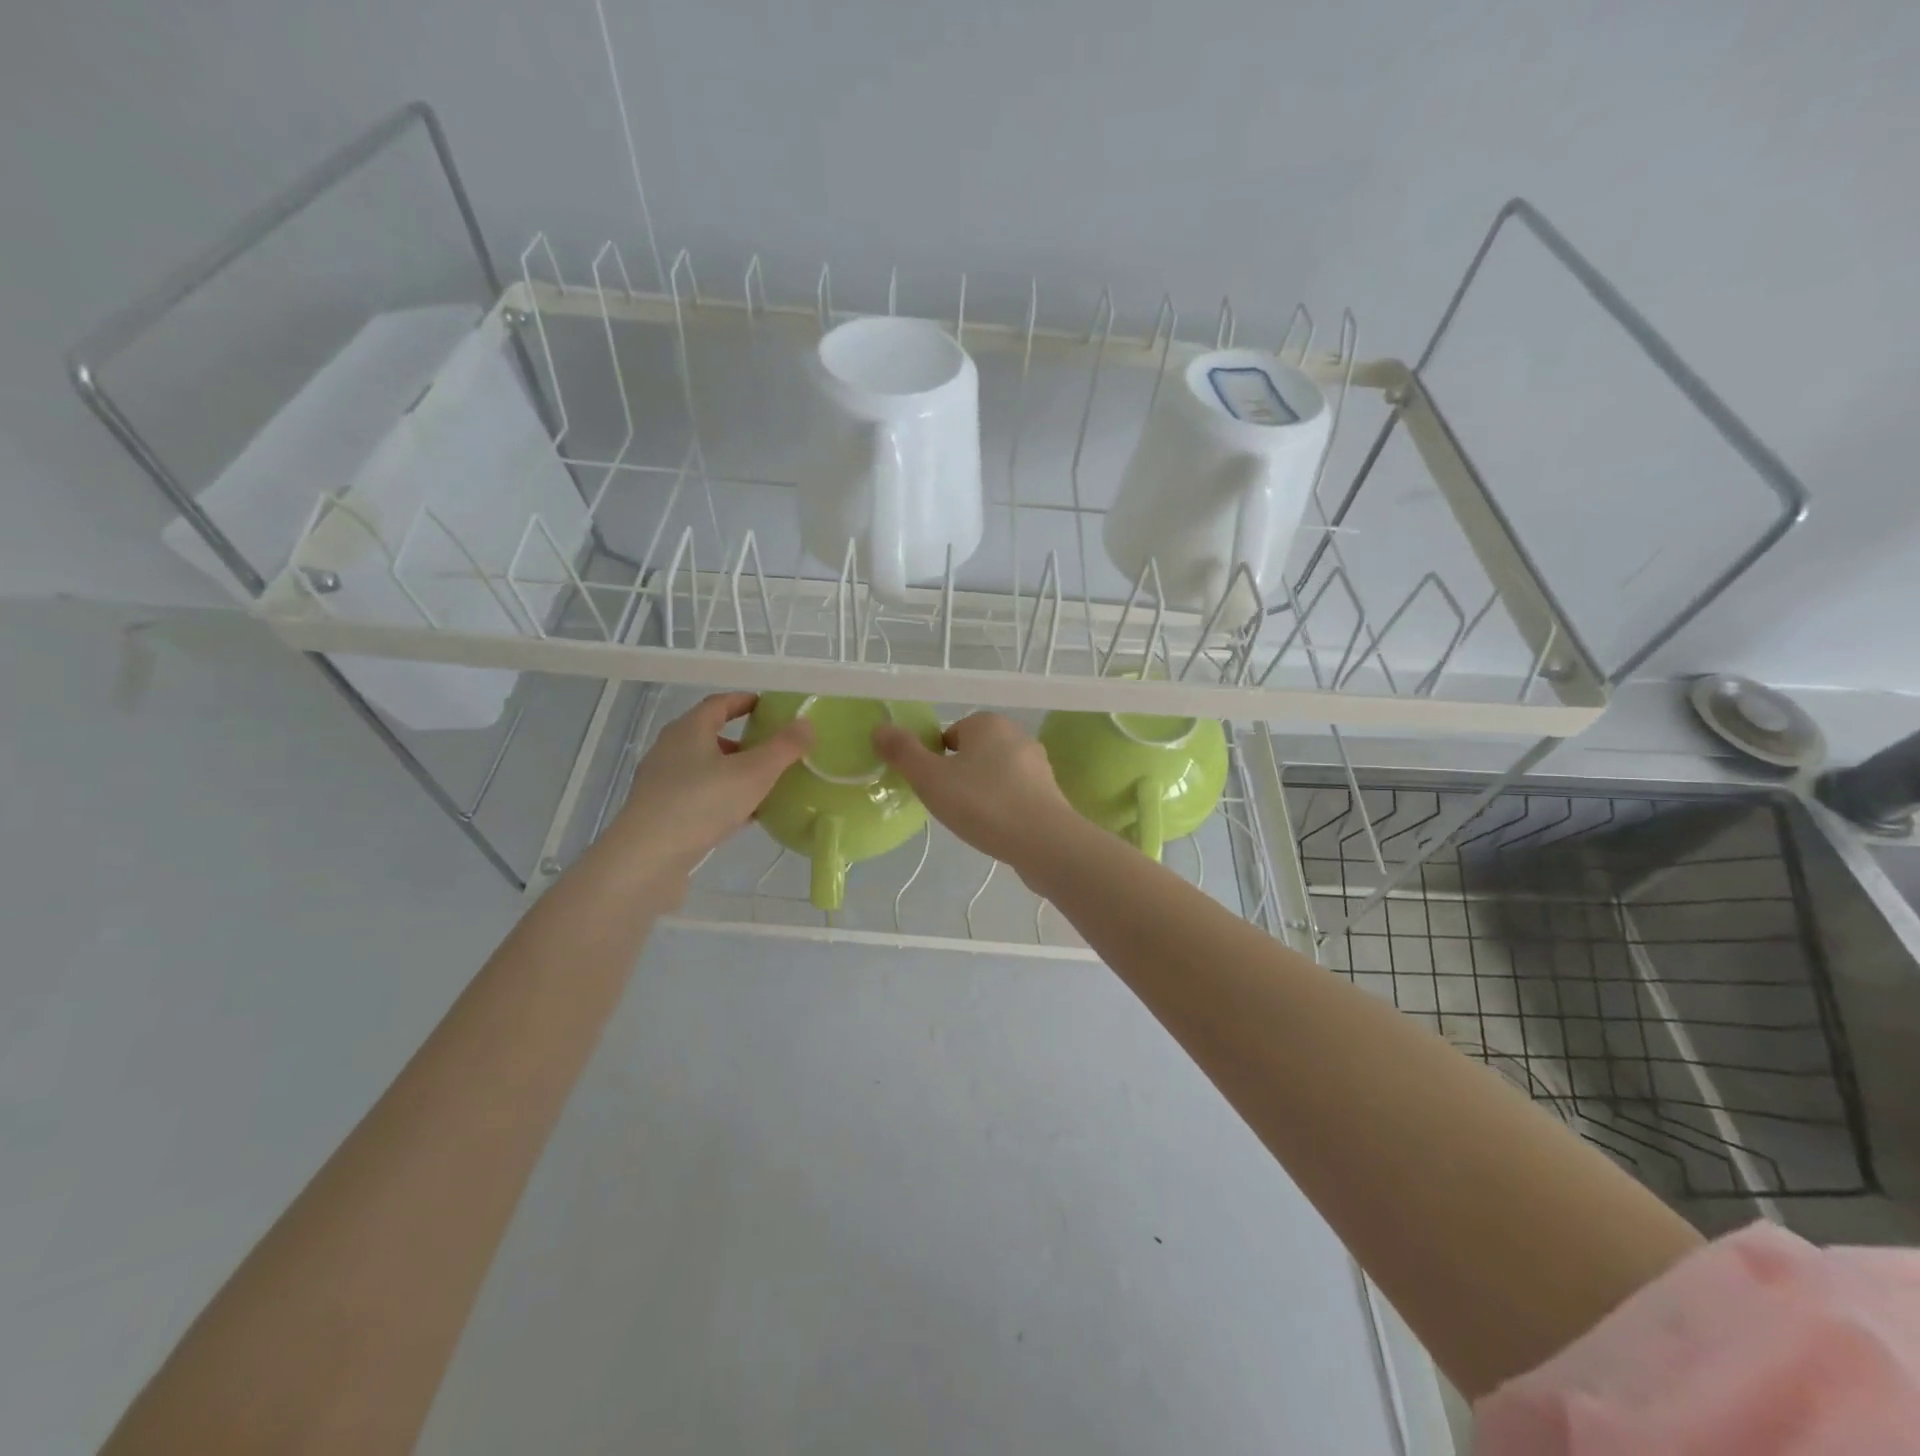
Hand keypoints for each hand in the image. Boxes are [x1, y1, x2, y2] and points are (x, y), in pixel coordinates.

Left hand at [603, 693, 811, 890]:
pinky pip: (698, 796)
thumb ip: (783, 747)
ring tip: (761, 785)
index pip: (718, 704)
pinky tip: (742, 816)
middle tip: (770, 749)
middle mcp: (670, 750)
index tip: (766, 706)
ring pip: (703, 768)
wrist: (647, 859)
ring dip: (731, 772)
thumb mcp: (754, 773)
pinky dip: (721, 797)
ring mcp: (661, 783)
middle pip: (708, 736)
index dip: (743, 701)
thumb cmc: (702, 804)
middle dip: (740, 741)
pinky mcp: (659, 813)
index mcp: (689, 730)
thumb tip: (806, 723)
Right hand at [872, 712, 1078, 876]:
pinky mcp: (1050, 793)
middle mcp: (1017, 735)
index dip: (937, 759)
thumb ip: (903, 753)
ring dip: (982, 792)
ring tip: (972, 820)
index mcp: (988, 723)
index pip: (951, 733)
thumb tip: (880, 728)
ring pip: (995, 774)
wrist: (1044, 842)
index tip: (933, 786)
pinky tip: (996, 829)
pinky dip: (1003, 807)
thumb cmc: (982, 803)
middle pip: (974, 753)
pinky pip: (1015, 794)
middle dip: (959, 775)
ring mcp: (1038, 765)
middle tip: (949, 804)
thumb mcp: (931, 779)